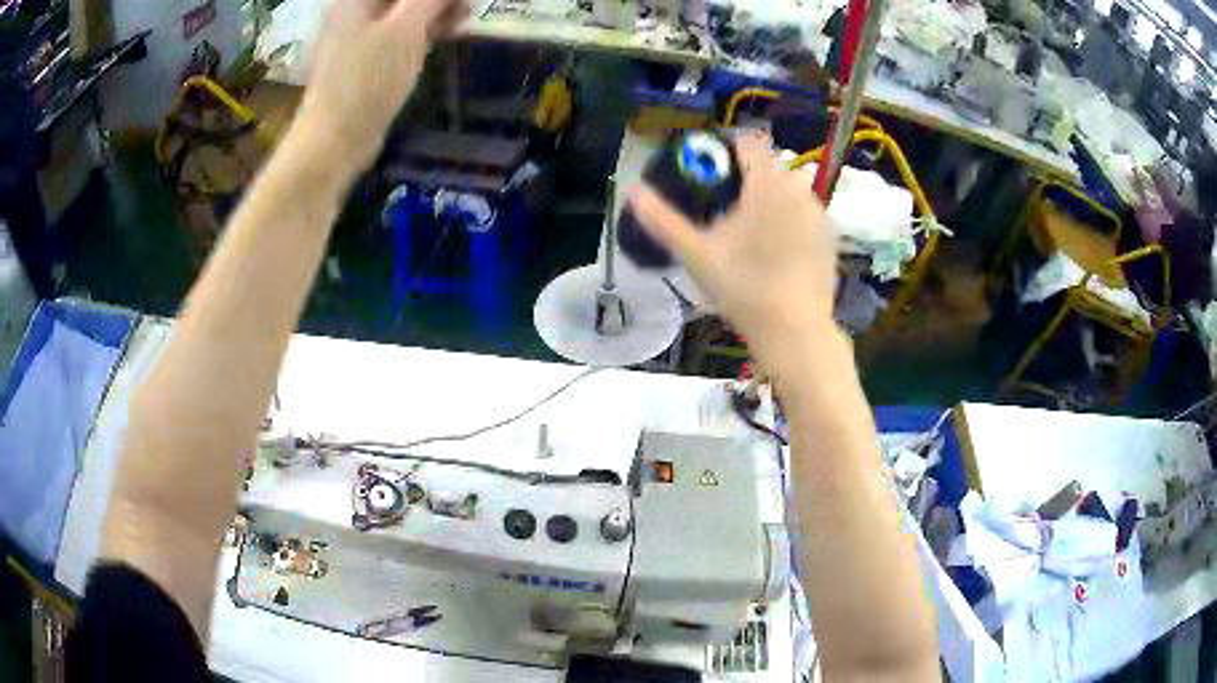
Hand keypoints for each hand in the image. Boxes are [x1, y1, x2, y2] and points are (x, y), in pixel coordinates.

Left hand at [295, 0, 468, 170]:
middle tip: (467, 8)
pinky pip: (399, 32)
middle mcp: (353, 8)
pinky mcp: (364, 57)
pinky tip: (446, 35)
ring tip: (463, 22)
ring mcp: (356, 34)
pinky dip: (423, 30)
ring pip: (403, 11)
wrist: (333, 141)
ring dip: (436, 12)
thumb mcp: (407, 29)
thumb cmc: (367, 80)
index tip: (461, 1)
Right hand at [629, 134, 837, 364]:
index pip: (750, 143)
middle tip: (727, 206)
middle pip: (771, 165)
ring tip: (753, 227)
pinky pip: (807, 210)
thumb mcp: (696, 255)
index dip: (729, 149)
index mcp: (766, 186)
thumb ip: (664, 220)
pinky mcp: (830, 236)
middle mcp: (798, 190)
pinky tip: (779, 247)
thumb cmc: (744, 289)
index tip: (713, 170)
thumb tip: (633, 191)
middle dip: (749, 176)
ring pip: (792, 187)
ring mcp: (819, 213)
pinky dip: (792, 216)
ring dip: (772, 195)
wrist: (795, 330)